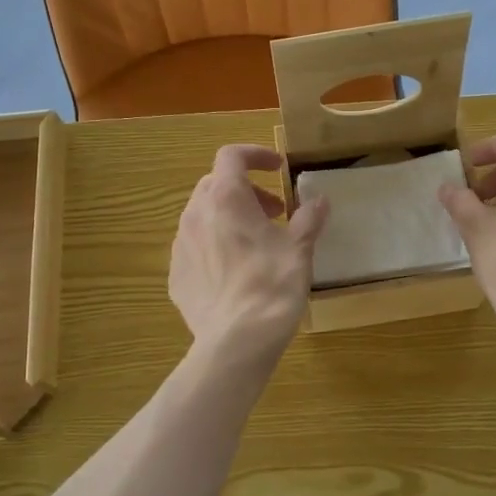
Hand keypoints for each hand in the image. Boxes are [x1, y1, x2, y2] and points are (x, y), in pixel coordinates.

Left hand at [170, 145, 329, 359]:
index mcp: (226, 199)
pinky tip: (235, 271)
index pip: (232, 156)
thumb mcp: (299, 249)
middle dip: (246, 190)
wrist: (236, 341)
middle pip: (216, 184)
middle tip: (274, 212)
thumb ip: (308, 218)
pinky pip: (195, 247)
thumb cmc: (272, 286)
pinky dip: (215, 245)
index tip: (278, 168)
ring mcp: (180, 246)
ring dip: (229, 217)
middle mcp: (196, 215)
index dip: (256, 155)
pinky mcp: (176, 275)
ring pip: (203, 215)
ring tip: (256, 242)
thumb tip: (319, 200)